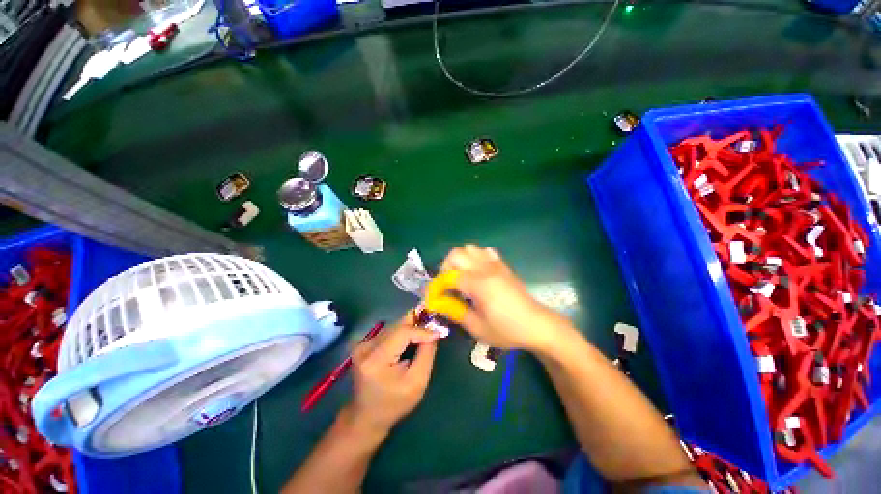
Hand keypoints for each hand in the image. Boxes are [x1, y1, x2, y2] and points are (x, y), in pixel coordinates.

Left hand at [347, 314, 438, 432]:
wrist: (367, 416)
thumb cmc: (395, 403)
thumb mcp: (418, 382)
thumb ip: (427, 353)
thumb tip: (433, 331)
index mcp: (376, 359)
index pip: (402, 333)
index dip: (422, 330)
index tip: (439, 332)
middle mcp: (366, 347)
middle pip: (397, 326)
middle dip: (417, 325)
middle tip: (434, 326)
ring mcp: (362, 344)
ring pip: (394, 326)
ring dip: (410, 328)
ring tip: (424, 333)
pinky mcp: (363, 344)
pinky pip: (388, 332)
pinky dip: (402, 333)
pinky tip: (410, 340)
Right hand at [441, 245, 569, 352]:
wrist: (537, 325)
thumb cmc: (508, 330)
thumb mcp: (478, 328)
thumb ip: (455, 312)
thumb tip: (438, 302)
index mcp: (479, 284)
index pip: (449, 277)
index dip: (437, 286)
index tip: (433, 297)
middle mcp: (486, 269)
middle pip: (456, 254)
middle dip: (445, 268)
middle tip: (447, 286)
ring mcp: (496, 264)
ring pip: (470, 249)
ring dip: (459, 261)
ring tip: (460, 278)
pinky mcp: (503, 266)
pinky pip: (485, 252)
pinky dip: (475, 257)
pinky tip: (477, 272)